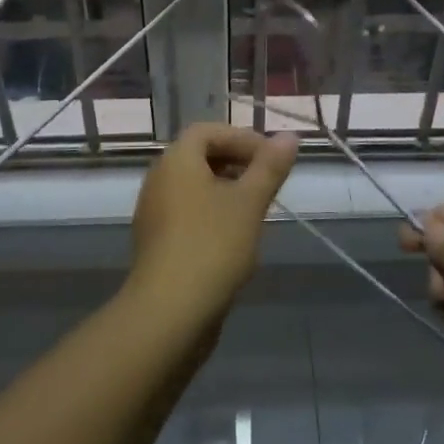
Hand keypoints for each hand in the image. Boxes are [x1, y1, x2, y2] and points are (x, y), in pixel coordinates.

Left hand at [126, 123, 298, 326]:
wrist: (169, 312)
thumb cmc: (212, 245)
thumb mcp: (249, 202)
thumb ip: (270, 167)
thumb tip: (290, 136)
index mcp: (176, 161)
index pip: (208, 131)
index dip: (241, 138)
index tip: (271, 158)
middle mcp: (159, 179)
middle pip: (199, 157)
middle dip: (236, 163)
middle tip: (268, 182)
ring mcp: (154, 213)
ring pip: (194, 188)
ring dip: (226, 191)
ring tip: (257, 211)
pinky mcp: (157, 242)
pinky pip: (187, 213)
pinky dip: (212, 214)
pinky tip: (236, 240)